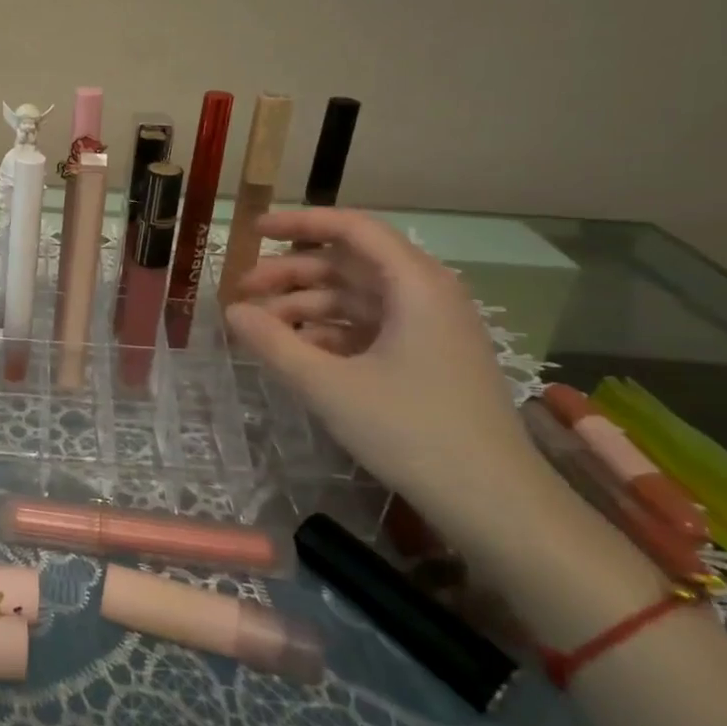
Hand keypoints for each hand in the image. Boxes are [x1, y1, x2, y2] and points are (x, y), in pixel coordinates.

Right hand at [223, 209, 545, 541]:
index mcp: (415, 284)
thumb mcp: (328, 386)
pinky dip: (330, 332)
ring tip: (261, 329)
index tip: (253, 230)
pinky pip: (369, 327)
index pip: (352, 228)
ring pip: (355, 297)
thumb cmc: (411, 431)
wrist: (494, 502)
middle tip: (242, 292)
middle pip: (348, 264)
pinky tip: (298, 353)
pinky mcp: (427, 357)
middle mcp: (426, 294)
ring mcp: (430, 327)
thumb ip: (273, 343)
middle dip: (291, 274)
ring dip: (306, 306)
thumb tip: (232, 311)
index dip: (299, 223)